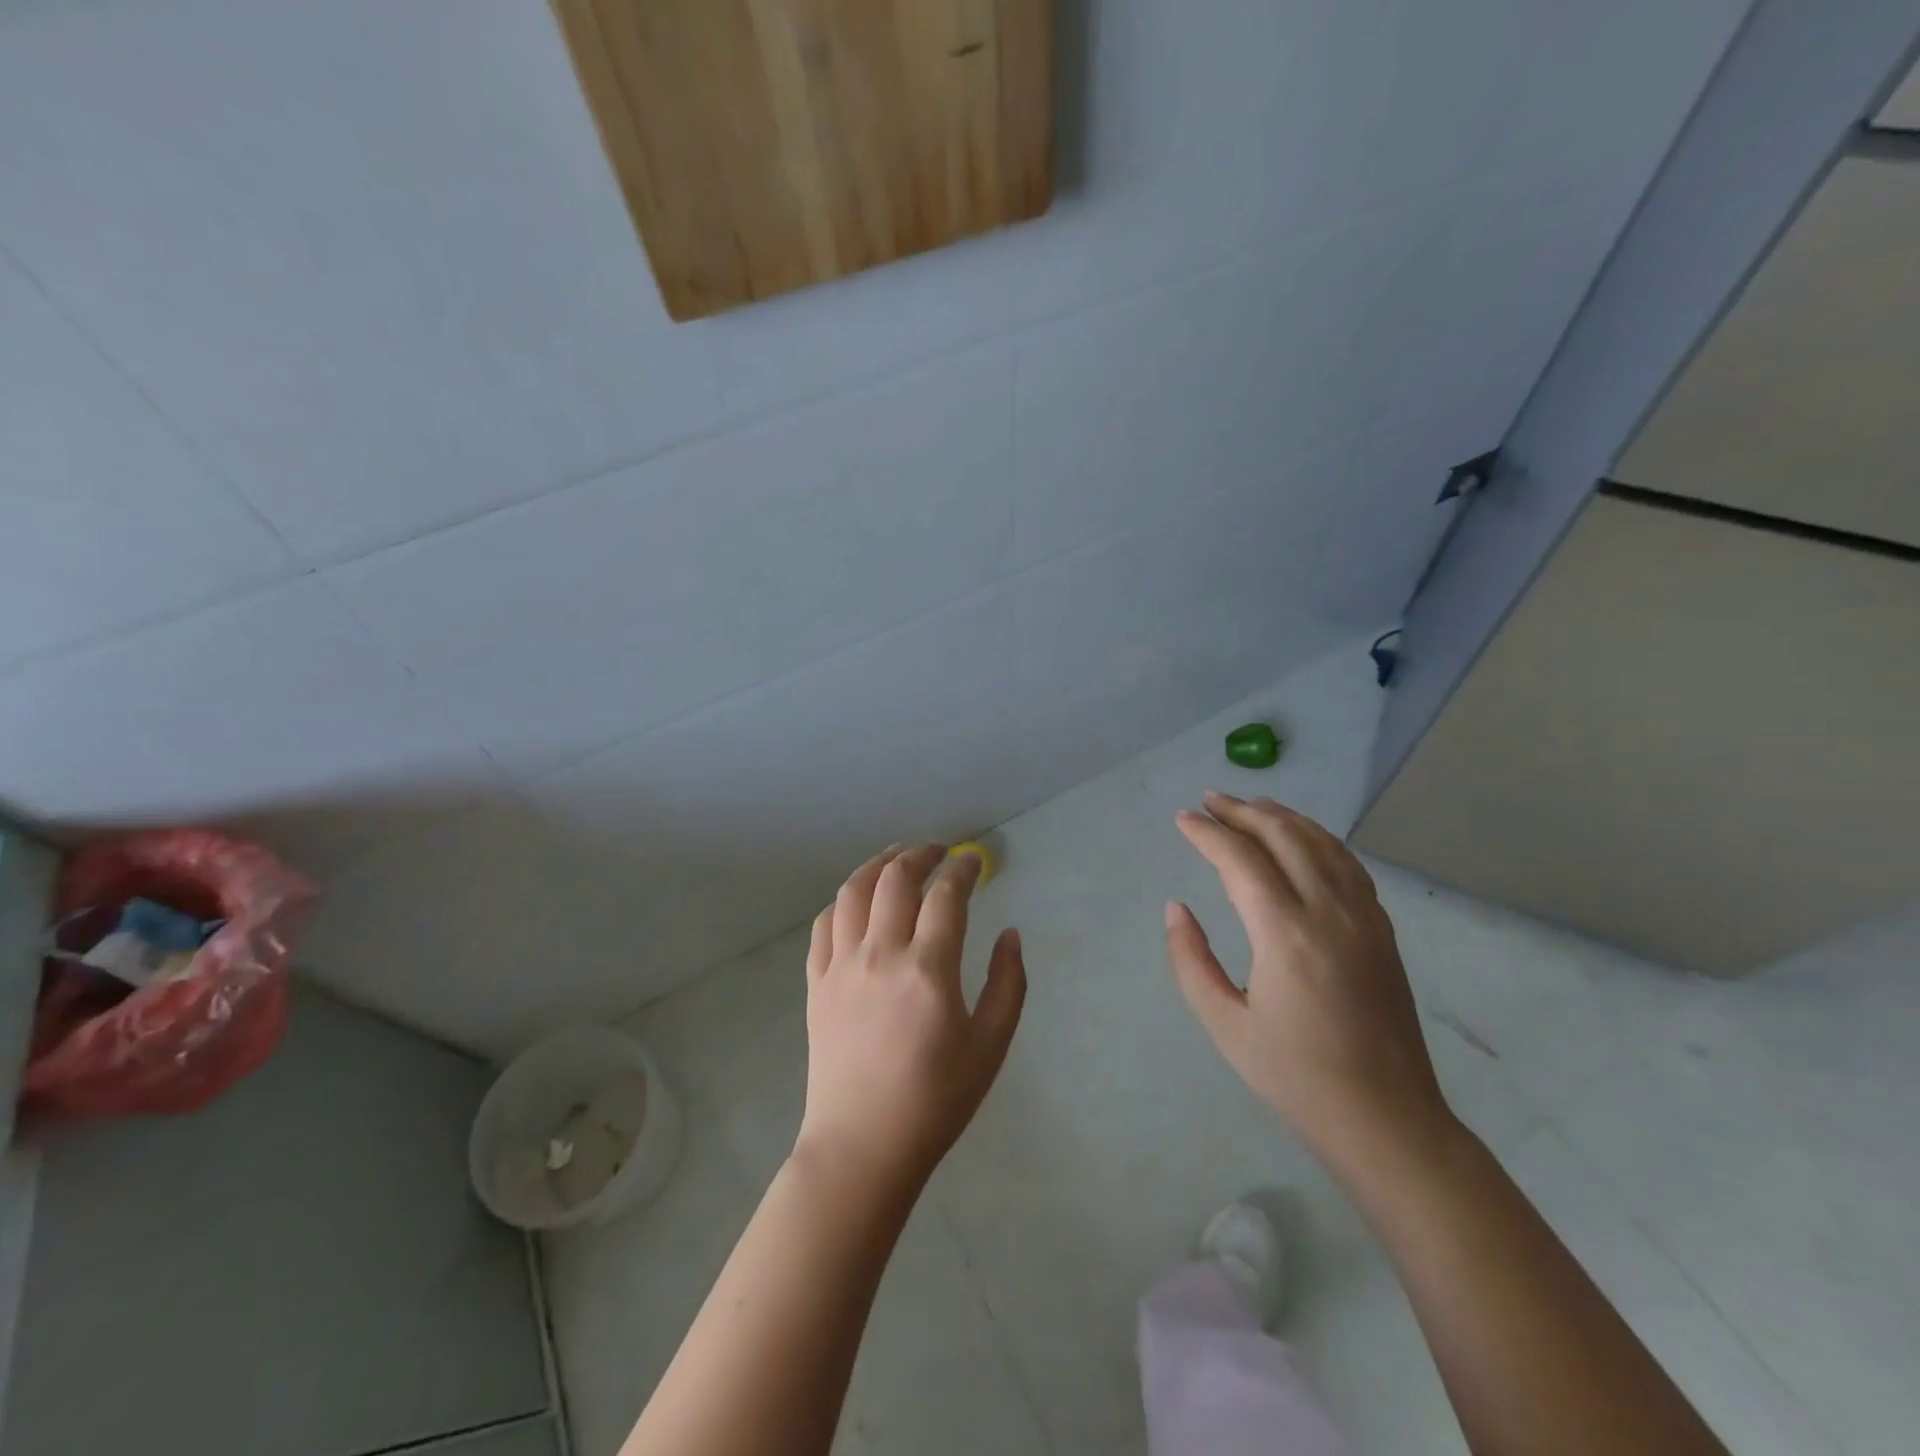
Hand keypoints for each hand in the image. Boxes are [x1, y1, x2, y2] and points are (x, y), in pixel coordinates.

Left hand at [796, 844, 1026, 1202]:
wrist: (863, 1146)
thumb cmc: (935, 1100)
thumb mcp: (990, 1046)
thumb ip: (1008, 984)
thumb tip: (1010, 935)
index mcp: (928, 969)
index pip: (946, 896)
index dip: (962, 869)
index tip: (973, 861)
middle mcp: (881, 955)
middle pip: (896, 880)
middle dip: (920, 854)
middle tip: (937, 850)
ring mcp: (841, 967)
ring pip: (853, 892)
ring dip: (877, 865)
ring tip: (895, 857)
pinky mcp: (816, 984)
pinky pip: (824, 925)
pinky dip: (843, 901)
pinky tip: (856, 900)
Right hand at [1166, 793, 1452, 1169]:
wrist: (1388, 1120)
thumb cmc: (1295, 1076)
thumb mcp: (1225, 1024)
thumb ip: (1191, 959)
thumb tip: (1176, 908)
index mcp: (1285, 934)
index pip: (1240, 859)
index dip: (1207, 833)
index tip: (1183, 819)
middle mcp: (1328, 911)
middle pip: (1283, 836)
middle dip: (1242, 812)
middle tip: (1210, 801)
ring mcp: (1364, 917)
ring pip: (1321, 843)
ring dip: (1283, 816)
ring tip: (1252, 805)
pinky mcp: (1382, 930)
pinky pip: (1348, 864)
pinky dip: (1318, 839)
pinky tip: (1303, 839)